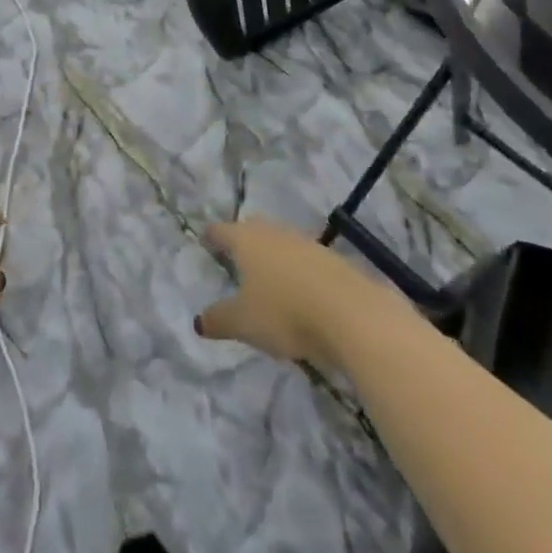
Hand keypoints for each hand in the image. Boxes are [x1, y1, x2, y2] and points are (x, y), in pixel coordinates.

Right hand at [195, 219, 371, 365]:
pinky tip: (300, 290)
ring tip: (268, 274)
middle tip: (235, 253)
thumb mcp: (244, 323)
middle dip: (243, 240)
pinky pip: (306, 261)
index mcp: (247, 240)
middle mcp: (275, 233)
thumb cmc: (285, 312)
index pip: (222, 231)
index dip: (212, 235)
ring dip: (274, 255)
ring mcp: (307, 243)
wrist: (352, 314)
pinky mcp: (334, 261)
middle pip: (253, 230)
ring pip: (282, 243)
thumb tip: (198, 321)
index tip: (205, 238)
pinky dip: (298, 271)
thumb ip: (219, 319)